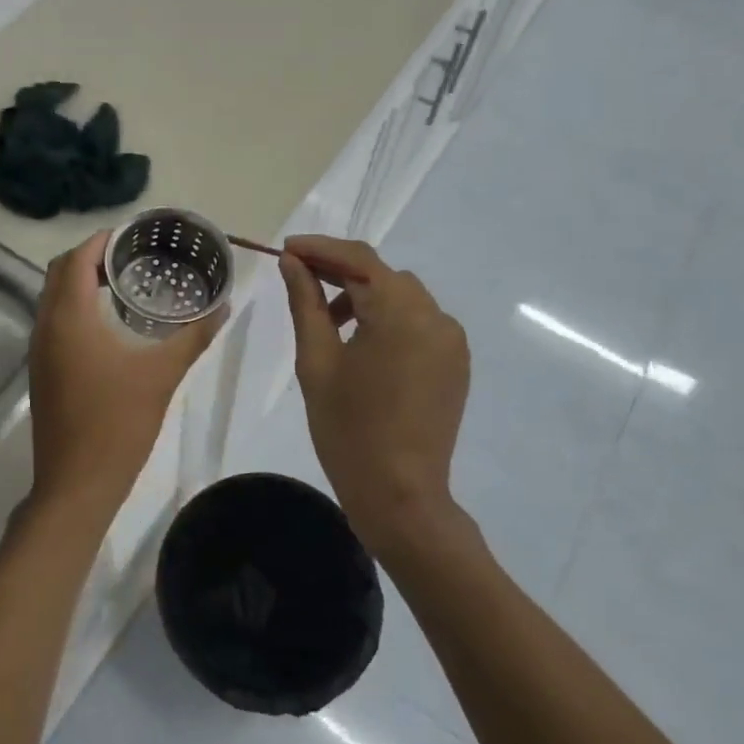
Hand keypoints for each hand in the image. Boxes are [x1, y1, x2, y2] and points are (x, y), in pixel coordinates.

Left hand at [29, 232, 222, 514]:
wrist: (77, 484)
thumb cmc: (119, 423)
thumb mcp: (163, 375)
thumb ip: (193, 337)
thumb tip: (223, 306)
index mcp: (69, 318)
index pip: (77, 258)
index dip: (102, 240)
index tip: (135, 236)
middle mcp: (46, 326)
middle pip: (59, 272)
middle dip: (91, 257)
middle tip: (133, 258)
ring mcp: (39, 351)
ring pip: (53, 298)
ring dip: (81, 283)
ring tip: (125, 284)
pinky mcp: (42, 371)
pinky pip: (54, 322)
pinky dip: (75, 308)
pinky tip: (110, 324)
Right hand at [280, 235, 468, 553]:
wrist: (400, 495)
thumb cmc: (348, 429)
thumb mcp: (317, 361)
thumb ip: (305, 303)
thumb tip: (292, 263)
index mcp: (401, 312)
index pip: (359, 260)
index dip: (321, 248)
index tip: (287, 249)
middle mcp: (436, 316)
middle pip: (383, 276)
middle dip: (341, 272)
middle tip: (299, 280)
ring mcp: (451, 341)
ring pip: (402, 297)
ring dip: (365, 297)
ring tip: (329, 324)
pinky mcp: (455, 363)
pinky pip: (419, 323)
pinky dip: (388, 320)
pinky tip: (362, 346)